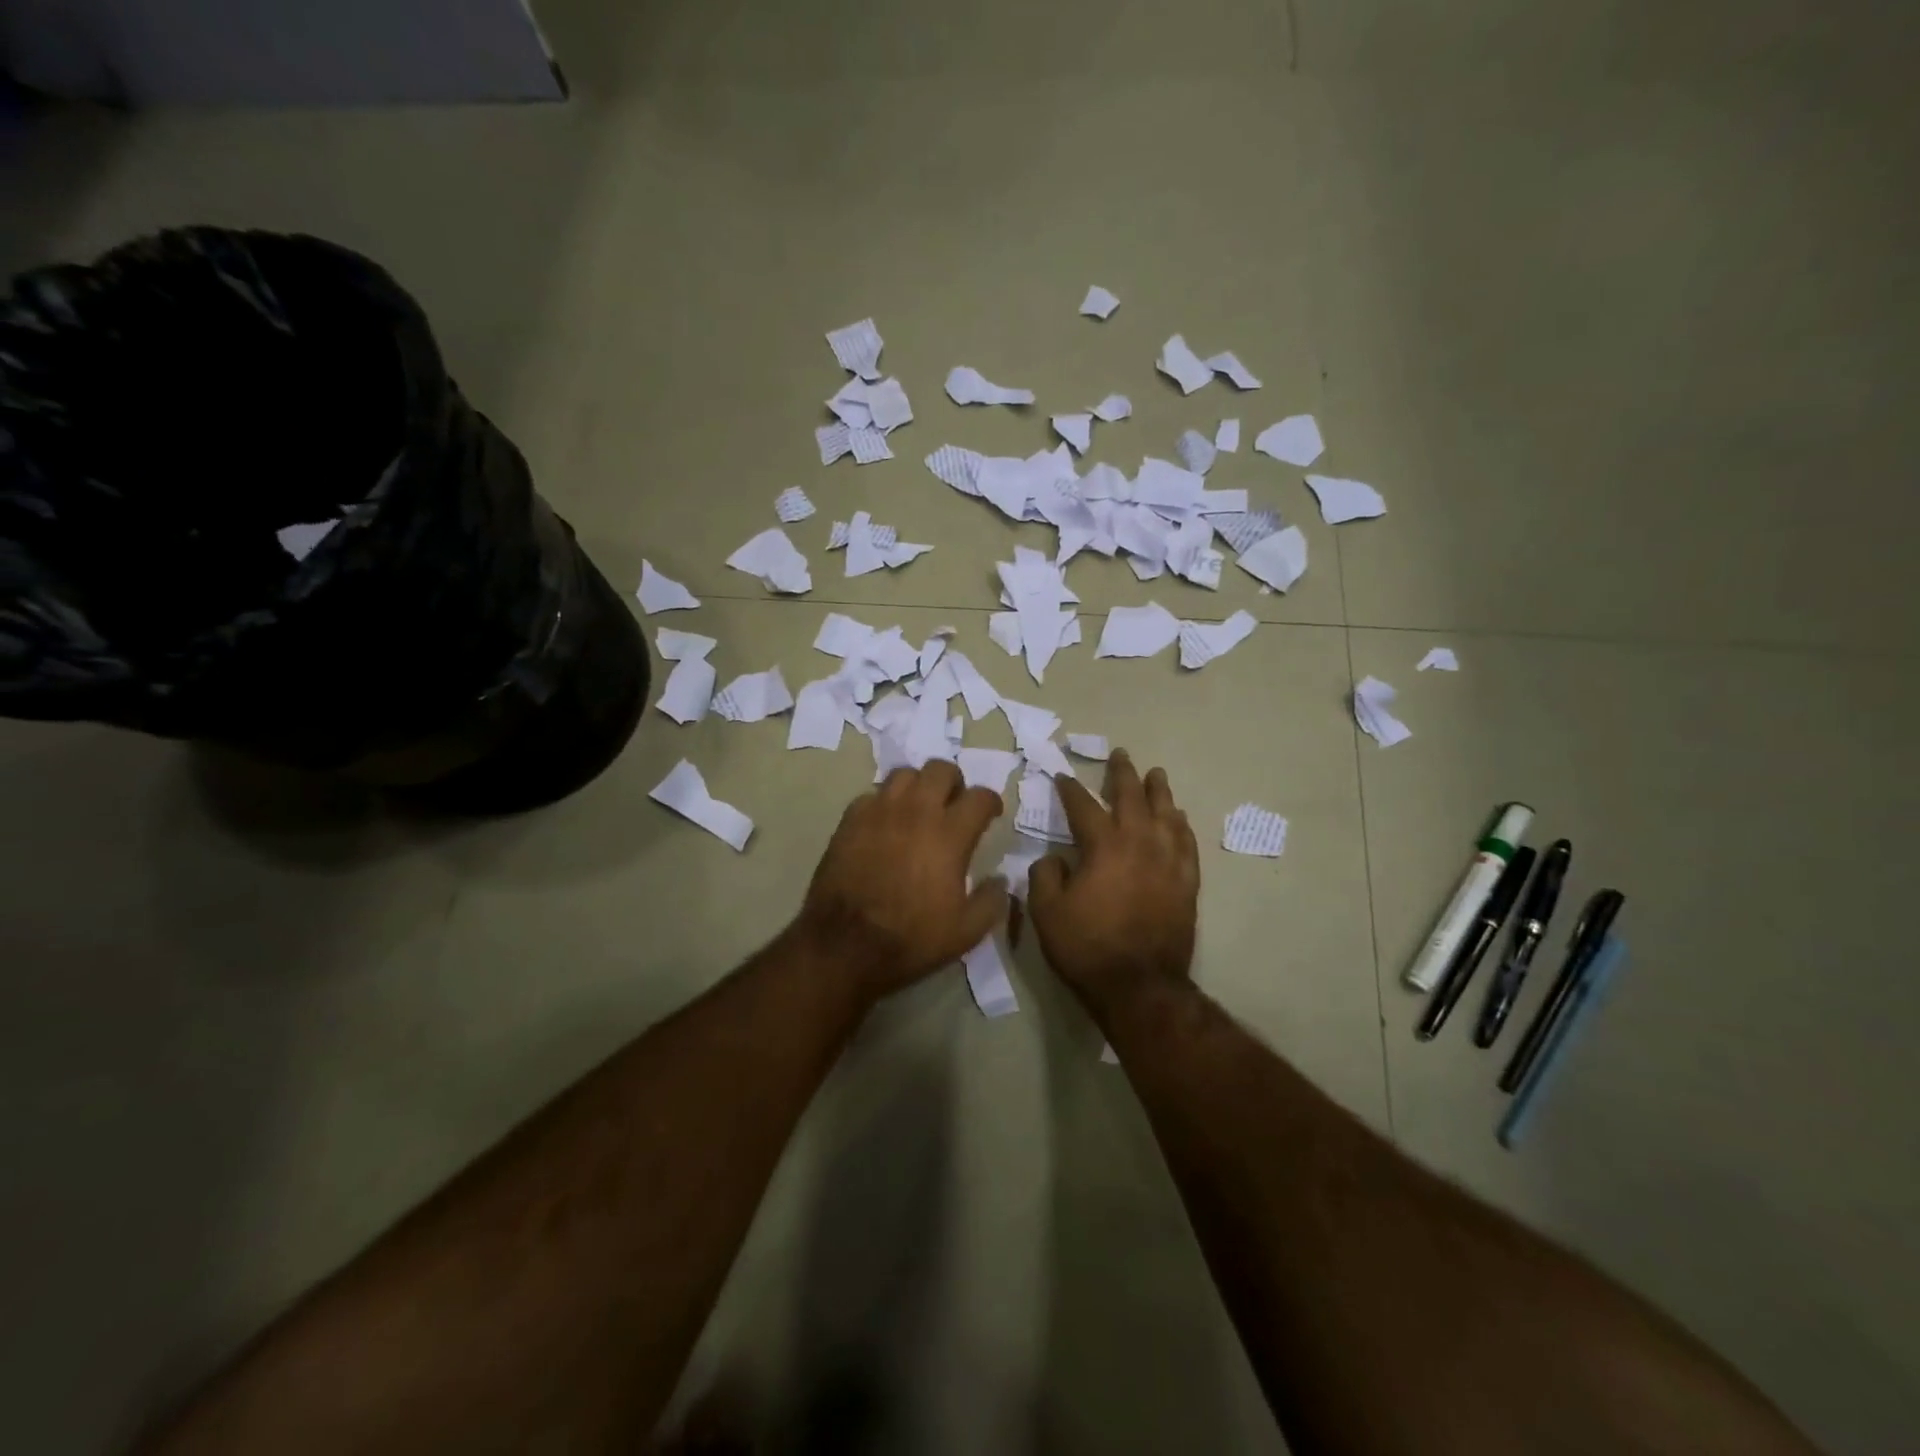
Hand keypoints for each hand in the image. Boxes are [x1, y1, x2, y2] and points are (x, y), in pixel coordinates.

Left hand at [797, 760, 1008, 1001]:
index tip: (991, 814)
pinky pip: (872, 795)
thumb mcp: (965, 932)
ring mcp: (879, 811)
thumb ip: (991, 901)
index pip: (980, 797)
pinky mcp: (850, 820)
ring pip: (904, 774)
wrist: (844, 944)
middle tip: (953, 805)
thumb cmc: (910, 938)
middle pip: (941, 769)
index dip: (991, 802)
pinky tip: (885, 824)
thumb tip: (1001, 880)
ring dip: (918, 786)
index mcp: (950, 834)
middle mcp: (916, 811)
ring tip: (919, 808)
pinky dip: (884, 803)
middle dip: (954, 783)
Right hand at [1028, 751, 1199, 1014]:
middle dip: (1123, 774)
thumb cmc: (1087, 947)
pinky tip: (1179, 818)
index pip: (1083, 806)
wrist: (1139, 986)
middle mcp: (1139, 843)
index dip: (1069, 789)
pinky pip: (1187, 843)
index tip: (1062, 775)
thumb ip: (1045, 876)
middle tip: (1121, 754)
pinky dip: (1181, 826)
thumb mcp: (1047, 913)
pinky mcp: (1187, 883)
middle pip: (1132, 798)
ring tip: (1156, 775)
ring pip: (1166, 814)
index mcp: (1103, 846)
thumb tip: (1055, 859)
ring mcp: (1168, 862)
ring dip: (1159, 792)